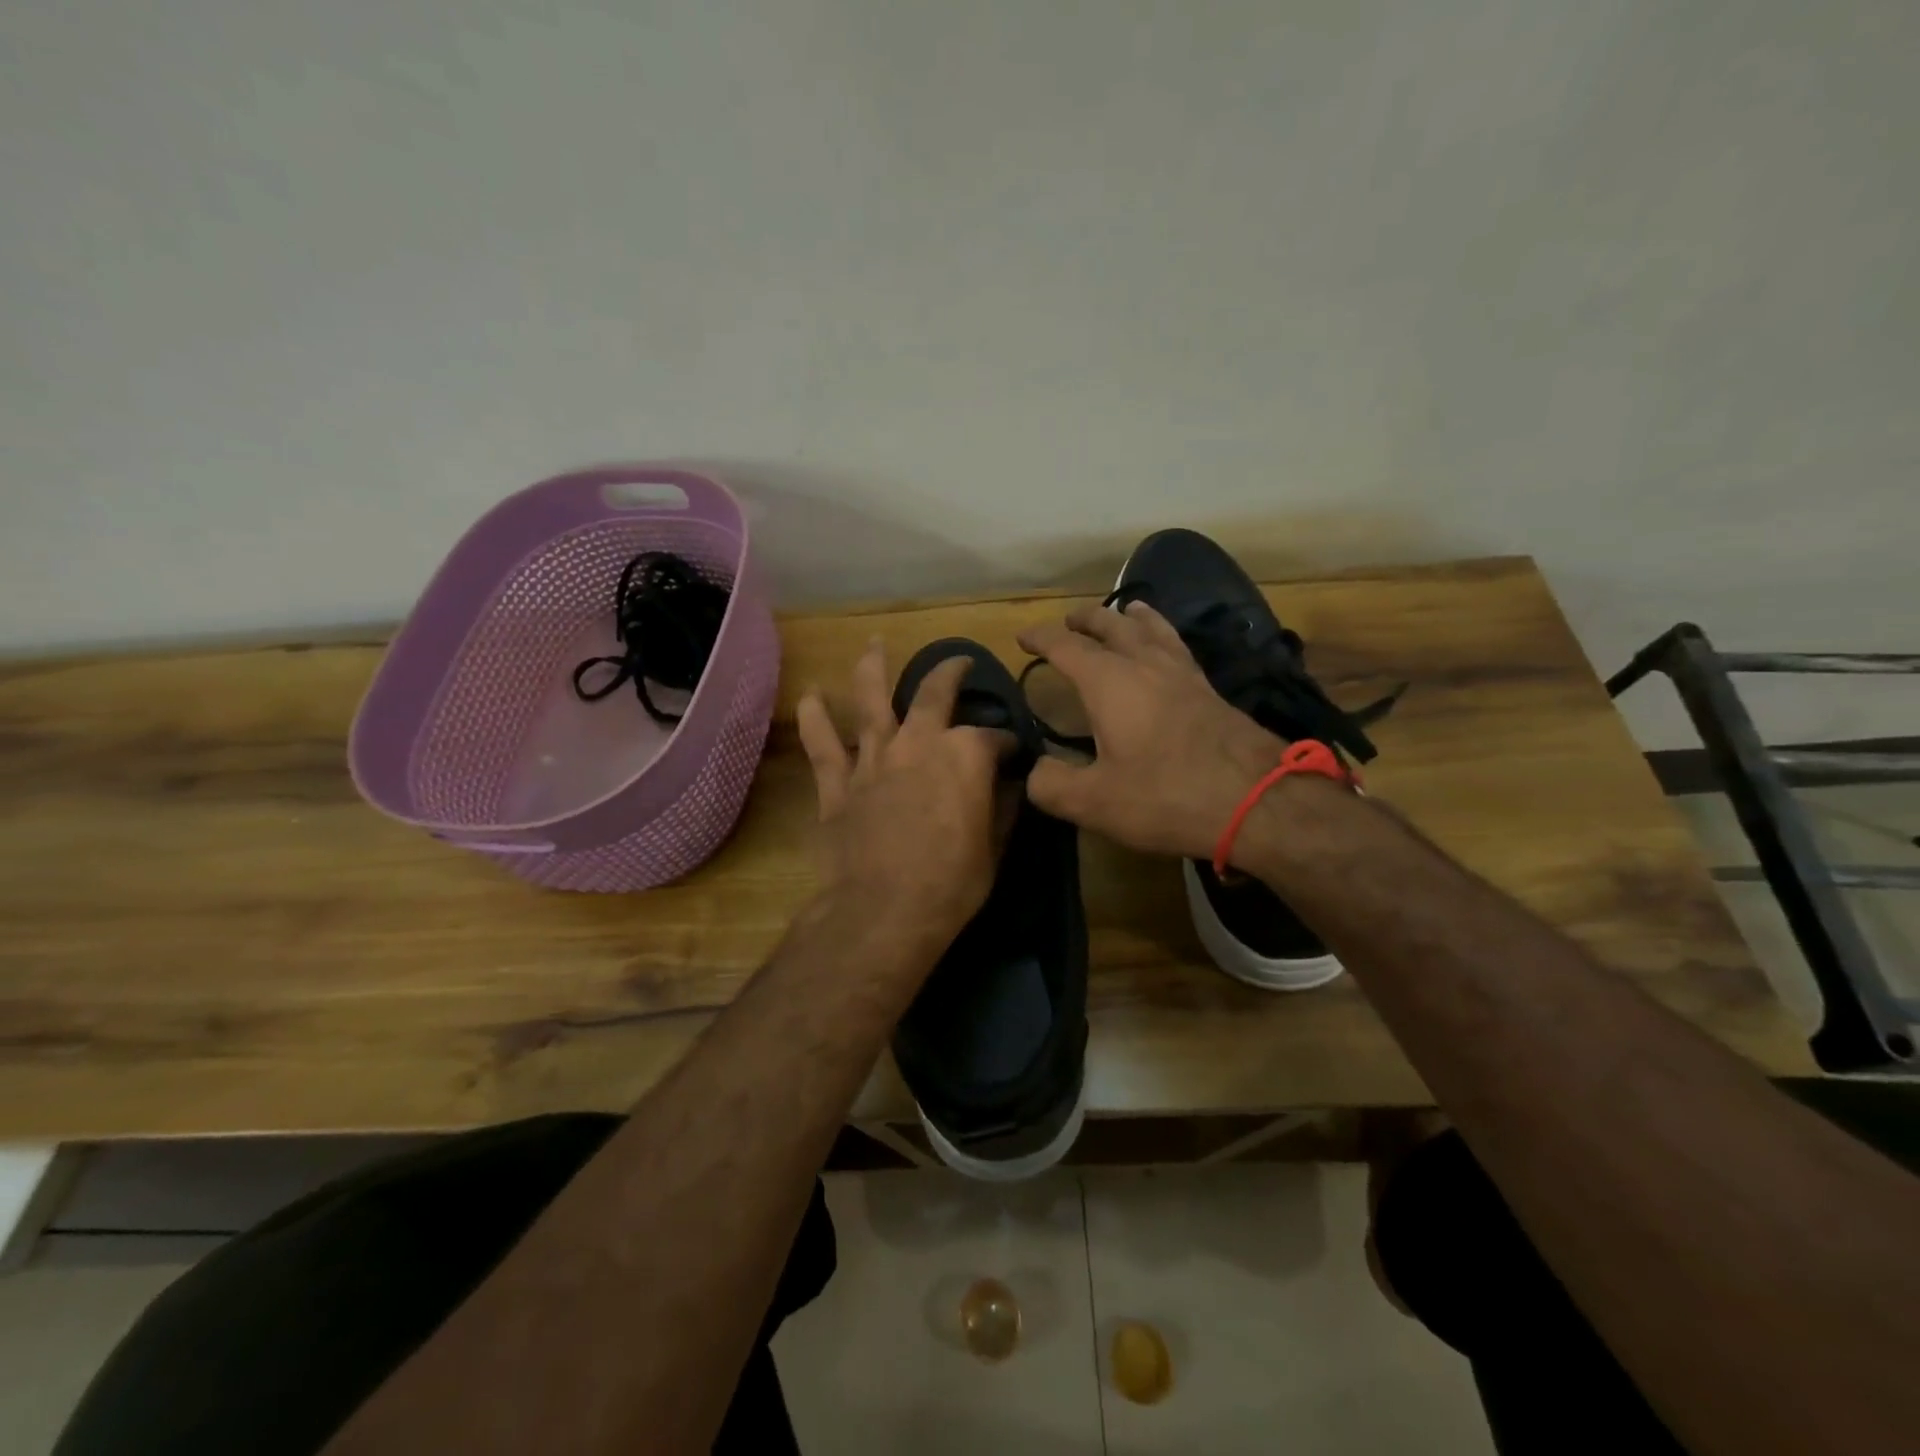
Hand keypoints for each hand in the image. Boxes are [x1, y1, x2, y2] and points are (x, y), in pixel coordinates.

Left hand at [795, 641, 1011, 947]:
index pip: (994, 737)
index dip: (1007, 743)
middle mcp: (918, 743)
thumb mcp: (995, 847)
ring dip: (873, 668)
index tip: (1013, 753)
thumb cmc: (952, 883)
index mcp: (964, 755)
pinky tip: (811, 695)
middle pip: (934, 693)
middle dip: (951, 673)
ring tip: (874, 644)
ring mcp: (873, 759)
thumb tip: (1009, 785)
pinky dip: (815, 718)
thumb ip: (1002, 807)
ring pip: (871, 701)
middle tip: (960, 664)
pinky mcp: (838, 783)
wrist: (885, 911)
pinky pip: (822, 744)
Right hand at [1017, 602, 1285, 859]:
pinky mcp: (1211, 691)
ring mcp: (1184, 675)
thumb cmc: (1166, 796)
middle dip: (1086, 619)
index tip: (1023, 637)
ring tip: (1128, 609)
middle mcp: (1146, 665)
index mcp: (1110, 682)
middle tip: (1070, 619)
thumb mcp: (1094, 802)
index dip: (1041, 638)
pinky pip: (1179, 648)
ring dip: (1132, 617)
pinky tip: (1170, 652)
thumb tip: (1033, 772)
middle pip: (1113, 626)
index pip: (1066, 646)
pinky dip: (1164, 636)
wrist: (1257, 801)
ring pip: (1154, 629)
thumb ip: (1051, 785)